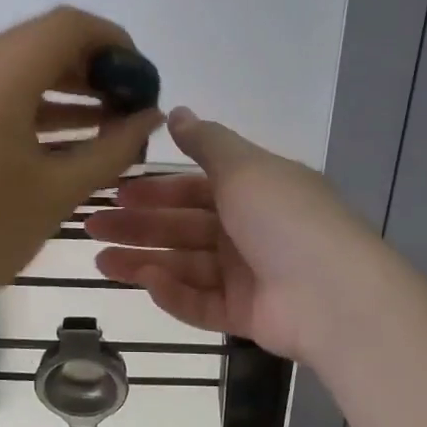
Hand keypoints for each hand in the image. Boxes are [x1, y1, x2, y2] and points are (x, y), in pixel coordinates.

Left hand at [0, 7, 163, 314]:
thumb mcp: (59, 190)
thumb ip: (114, 148)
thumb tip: (153, 118)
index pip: (68, 26)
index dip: (114, 43)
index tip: (142, 81)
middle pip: (43, 43)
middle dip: (93, 68)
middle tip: (130, 106)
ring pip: (20, 69)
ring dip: (67, 89)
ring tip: (110, 124)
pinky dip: (36, 106)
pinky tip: (69, 140)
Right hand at [84, 107, 381, 363]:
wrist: (334, 295)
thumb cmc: (284, 218)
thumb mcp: (244, 167)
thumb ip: (206, 141)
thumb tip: (177, 112)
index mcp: (253, 191)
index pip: (195, 188)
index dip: (156, 189)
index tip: (116, 191)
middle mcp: (248, 231)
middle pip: (183, 227)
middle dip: (138, 226)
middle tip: (92, 226)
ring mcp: (247, 275)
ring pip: (184, 265)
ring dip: (143, 260)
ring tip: (100, 260)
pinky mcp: (244, 314)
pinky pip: (200, 302)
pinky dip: (173, 292)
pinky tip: (144, 282)